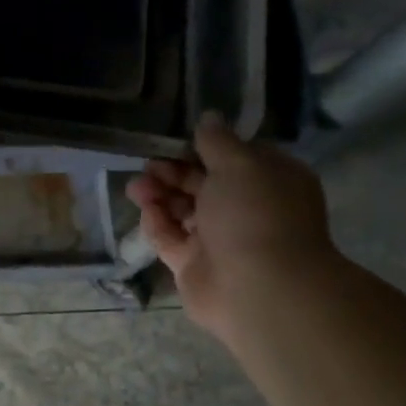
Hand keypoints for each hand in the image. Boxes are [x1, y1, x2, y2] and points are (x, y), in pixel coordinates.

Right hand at [125, 113, 336, 338]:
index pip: (234, 157)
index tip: (175, 140)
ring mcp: (219, 240)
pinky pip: (171, 238)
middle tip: (149, 164)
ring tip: (136, 187)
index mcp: (269, 181)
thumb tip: (209, 118)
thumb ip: (217, 141)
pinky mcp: (194, 265)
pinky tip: (146, 211)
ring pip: (183, 210)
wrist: (257, 288)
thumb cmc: (255, 214)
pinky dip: (157, 223)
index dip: (203, 147)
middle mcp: (246, 209)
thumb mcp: (239, 163)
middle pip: (203, 184)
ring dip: (160, 195)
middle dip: (174, 172)